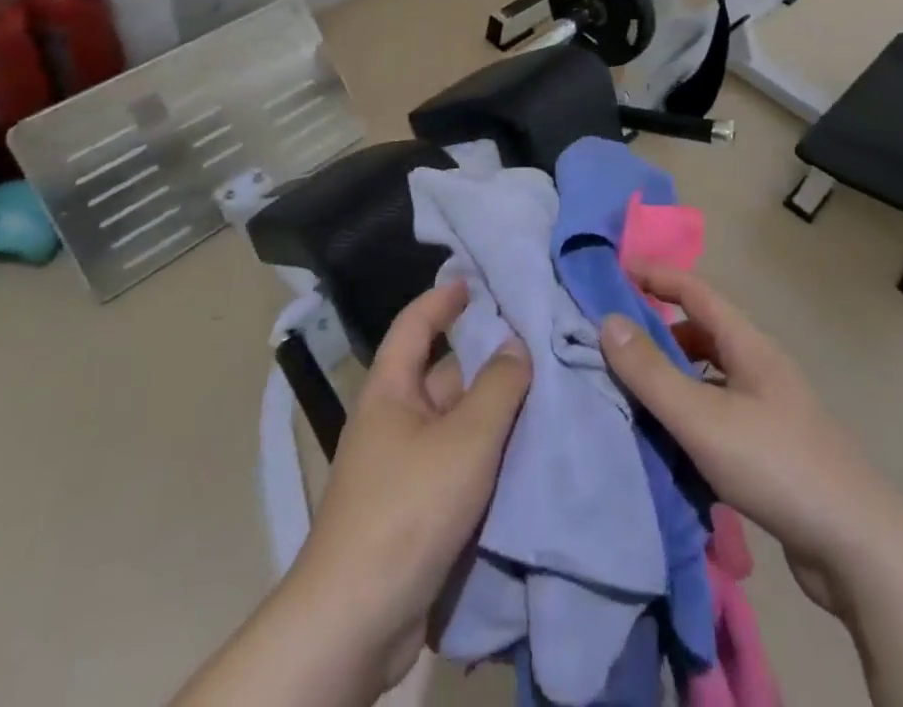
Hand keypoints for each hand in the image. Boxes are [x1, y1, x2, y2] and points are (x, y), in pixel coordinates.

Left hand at [291, 279, 531, 692]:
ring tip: (546, 389)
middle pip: (443, 373)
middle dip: (486, 357)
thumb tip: (517, 343)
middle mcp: (394, 420)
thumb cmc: (408, 508)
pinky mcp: (417, 509)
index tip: (474, 281)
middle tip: (537, 339)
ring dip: (493, 408)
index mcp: (390, 390)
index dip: (442, 299)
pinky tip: (527, 448)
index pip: (414, 325)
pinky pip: (458, 462)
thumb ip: (498, 387)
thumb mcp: (465, 440)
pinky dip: (488, 451)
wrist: (357, 621)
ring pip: (456, 421)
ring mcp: (404, 466)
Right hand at [597, 267, 888, 618]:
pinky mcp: (774, 450)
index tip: (616, 274)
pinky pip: (720, 415)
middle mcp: (761, 368)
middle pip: (703, 333)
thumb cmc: (776, 465)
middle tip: (613, 344)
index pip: (696, 291)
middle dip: (659, 332)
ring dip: (674, 379)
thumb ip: (652, 372)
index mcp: (749, 345)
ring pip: (711, 378)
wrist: (860, 548)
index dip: (657, 277)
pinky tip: (671, 445)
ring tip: (633, 395)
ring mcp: (771, 410)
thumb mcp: (702, 417)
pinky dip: (691, 417)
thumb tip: (608, 322)